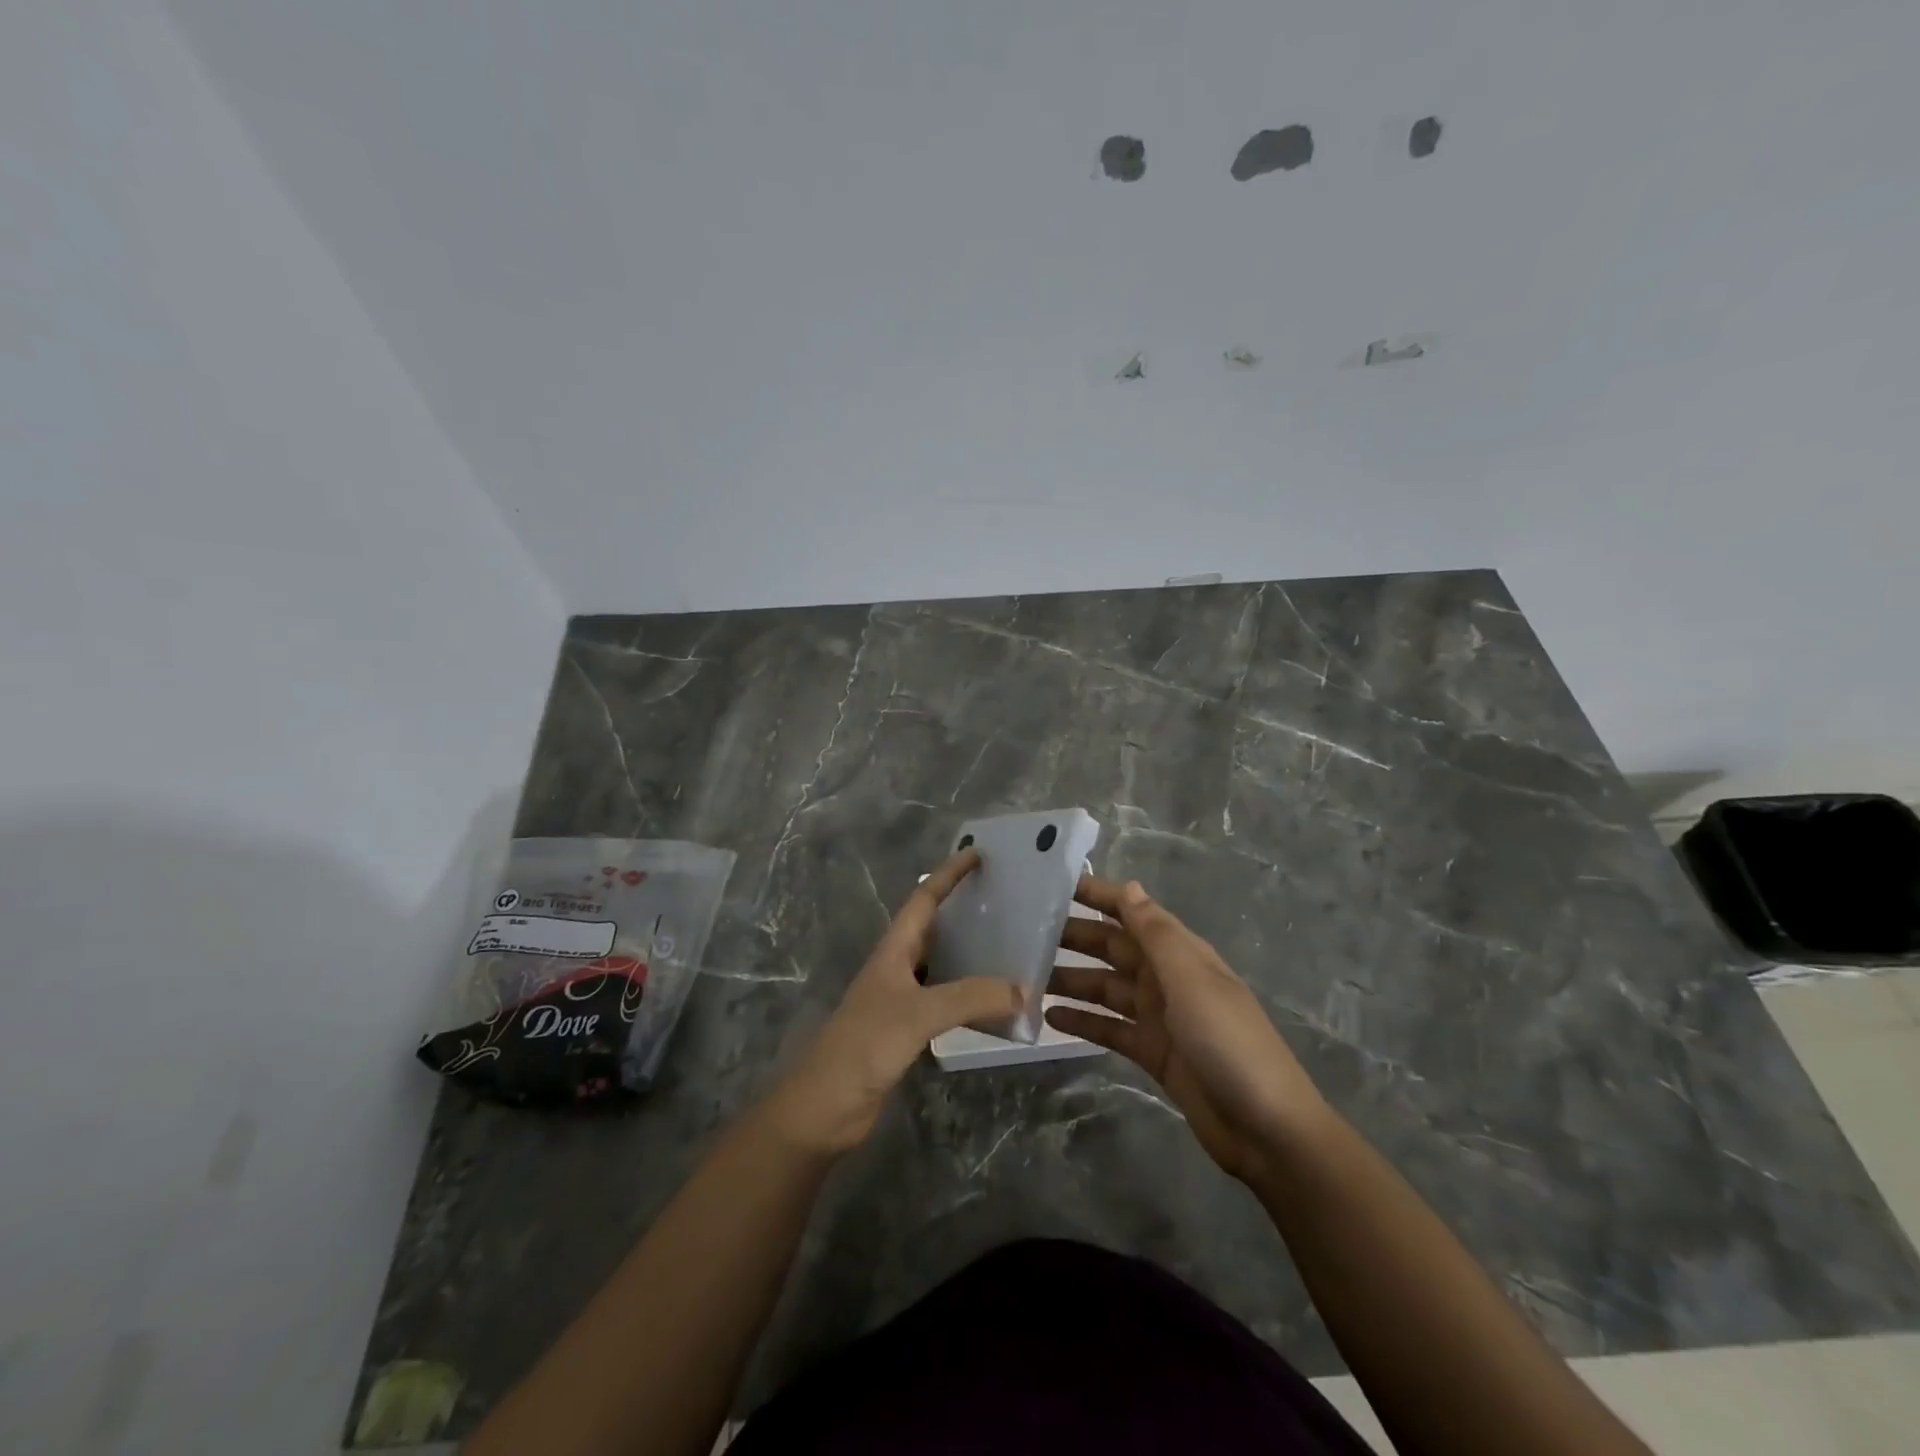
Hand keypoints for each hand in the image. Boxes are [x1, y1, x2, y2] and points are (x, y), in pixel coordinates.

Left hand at [764, 848, 1021, 1155]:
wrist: (823, 1108)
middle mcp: (897, 968)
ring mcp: (900, 1001)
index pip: (924, 898)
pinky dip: (969, 998)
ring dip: (971, 955)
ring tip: (1010, 947)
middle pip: (933, 928)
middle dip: (964, 910)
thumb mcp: (918, 1014)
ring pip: (942, 966)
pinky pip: (945, 1002)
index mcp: (893, 950)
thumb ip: (970, 997)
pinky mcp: (906, 1032)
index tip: (979, 854)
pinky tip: (994, 1005)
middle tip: (1006, 900)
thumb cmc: (864, 1046)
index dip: (949, 874)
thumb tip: (1024, 990)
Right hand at [1046, 876, 1327, 1183]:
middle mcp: (1167, 978)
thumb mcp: (1191, 979)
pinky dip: (1082, 1021)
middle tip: (1026, 932)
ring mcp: (1159, 1017)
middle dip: (1076, 937)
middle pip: (1114, 949)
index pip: (1133, 912)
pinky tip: (1050, 1017)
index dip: (1100, 896)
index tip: (1056, 885)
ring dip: (1072, 980)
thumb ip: (1156, 934)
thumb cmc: (1228, 1041)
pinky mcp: (1151, 1053)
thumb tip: (1129, 887)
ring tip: (1028, 975)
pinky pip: (1109, 1028)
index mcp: (1181, 953)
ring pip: (1106, 988)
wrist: (1265, 1128)